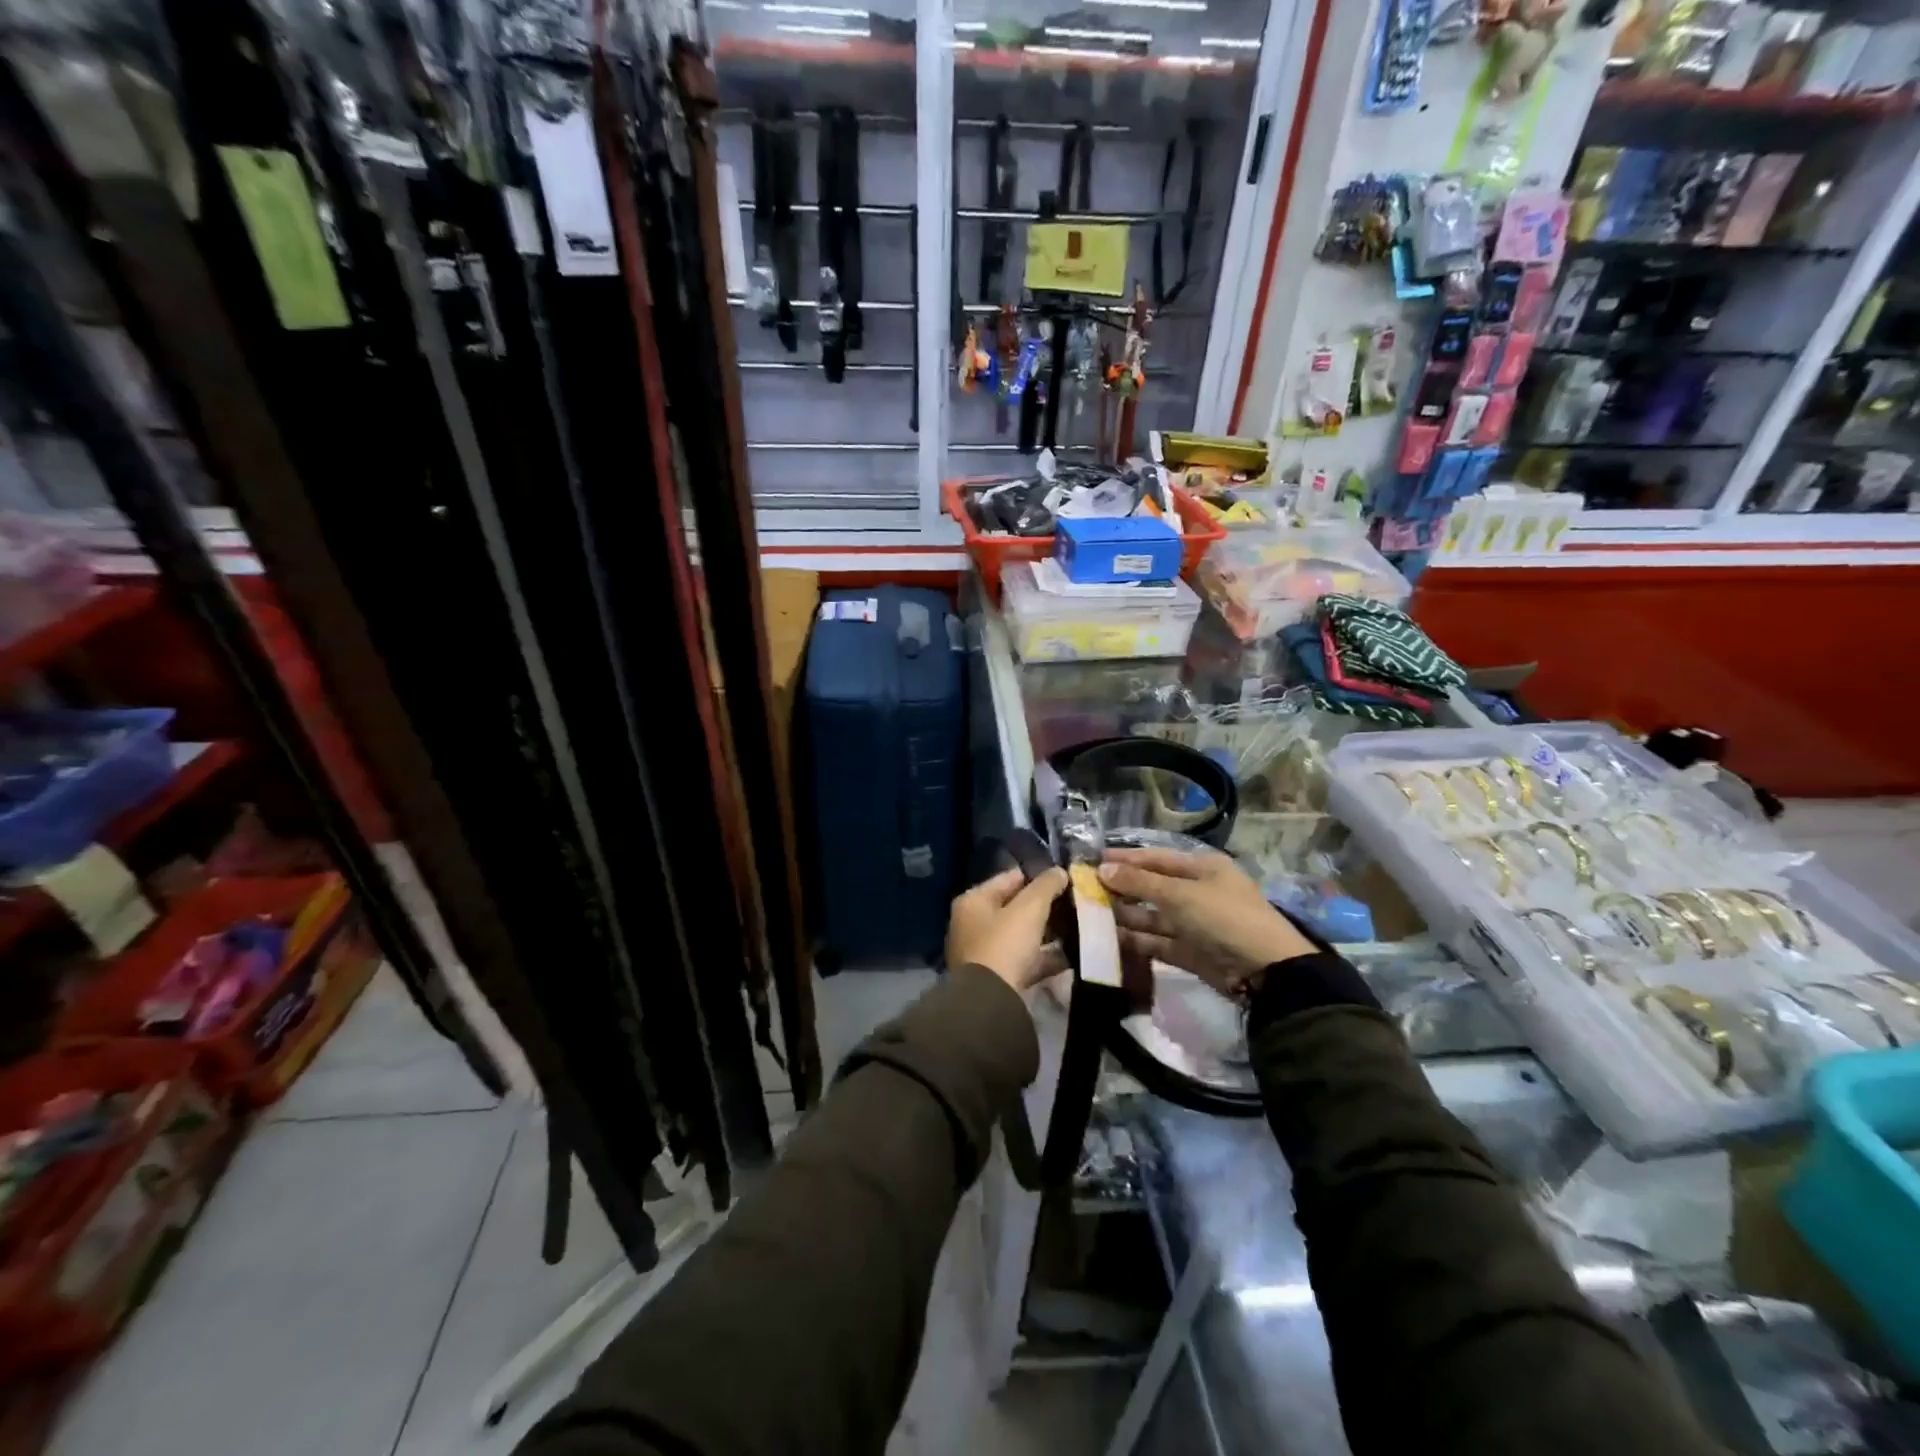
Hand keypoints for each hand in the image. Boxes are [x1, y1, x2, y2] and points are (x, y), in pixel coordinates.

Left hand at [946, 866, 1070, 991]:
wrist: (991, 1002)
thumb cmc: (1005, 945)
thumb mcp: (1029, 909)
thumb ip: (1046, 886)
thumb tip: (1060, 871)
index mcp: (973, 901)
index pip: (1010, 878)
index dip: (1038, 877)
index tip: (1066, 880)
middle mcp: (973, 924)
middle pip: (1016, 907)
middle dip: (1045, 907)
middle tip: (1075, 904)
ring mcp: (984, 952)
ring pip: (1023, 934)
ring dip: (1048, 932)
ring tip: (1078, 927)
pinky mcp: (998, 978)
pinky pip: (1027, 960)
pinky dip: (1046, 957)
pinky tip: (1072, 954)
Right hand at [1098, 847, 1316, 999]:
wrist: (1266, 971)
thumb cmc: (1223, 917)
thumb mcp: (1180, 894)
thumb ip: (1139, 883)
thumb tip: (1102, 869)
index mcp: (1201, 867)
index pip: (1155, 858)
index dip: (1124, 859)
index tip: (1091, 861)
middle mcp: (1196, 891)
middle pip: (1151, 887)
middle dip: (1120, 889)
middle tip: (1084, 891)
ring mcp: (1193, 923)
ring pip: (1151, 916)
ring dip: (1124, 916)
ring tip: (1089, 916)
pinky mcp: (1190, 952)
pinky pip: (1157, 941)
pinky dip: (1135, 940)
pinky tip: (1108, 939)